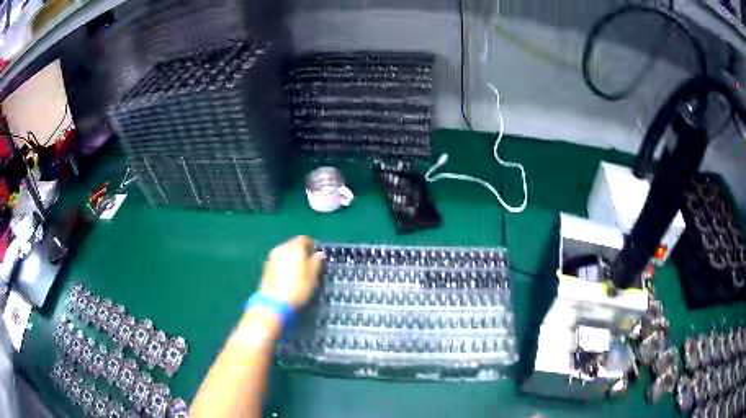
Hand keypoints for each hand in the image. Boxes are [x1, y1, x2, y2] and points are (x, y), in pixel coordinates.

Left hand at [259, 236, 322, 307]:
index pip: (303, 239)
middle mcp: (282, 248)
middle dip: (300, 251)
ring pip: (285, 251)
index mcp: (294, 248)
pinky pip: (278, 259)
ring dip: (291, 257)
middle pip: (293, 244)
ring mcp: (272, 257)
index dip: (311, 245)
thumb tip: (319, 254)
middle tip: (308, 263)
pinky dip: (284, 263)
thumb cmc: (297, 289)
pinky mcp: (266, 266)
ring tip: (298, 270)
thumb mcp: (312, 277)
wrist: (273, 302)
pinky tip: (287, 275)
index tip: (315, 255)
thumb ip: (316, 262)